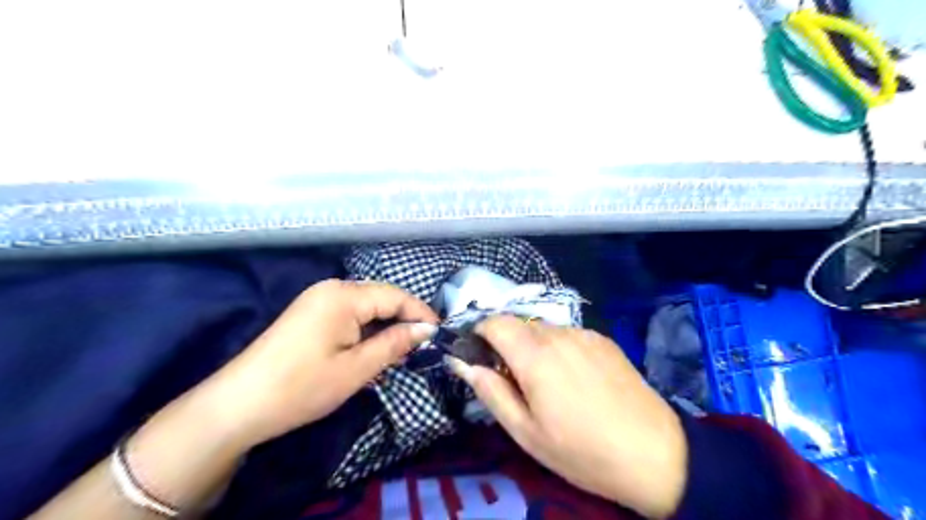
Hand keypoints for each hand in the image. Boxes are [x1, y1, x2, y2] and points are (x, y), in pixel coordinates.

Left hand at [212, 280, 438, 445]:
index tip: (440, 334)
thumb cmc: (301, 387)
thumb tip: (427, 330)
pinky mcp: (310, 313)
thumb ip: (394, 343)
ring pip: (366, 306)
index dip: (420, 313)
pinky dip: (367, 329)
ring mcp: (317, 299)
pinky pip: (349, 314)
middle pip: (381, 297)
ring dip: (386, 325)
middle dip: (404, 319)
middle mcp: (331, 288)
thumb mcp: (356, 369)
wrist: (238, 406)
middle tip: (423, 345)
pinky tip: (375, 347)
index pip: (395, 296)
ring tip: (403, 350)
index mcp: (344, 295)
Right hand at [445, 314, 689, 517]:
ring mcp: (584, 334)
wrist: (654, 453)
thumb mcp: (526, 432)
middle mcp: (558, 334)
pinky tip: (574, 379)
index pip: (495, 322)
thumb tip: (463, 363)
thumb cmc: (581, 450)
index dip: (480, 333)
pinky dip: (557, 348)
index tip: (479, 356)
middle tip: (513, 379)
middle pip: (518, 324)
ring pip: (543, 330)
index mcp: (535, 355)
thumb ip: (490, 391)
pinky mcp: (603, 340)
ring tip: (546, 383)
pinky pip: (568, 335)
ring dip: (533, 347)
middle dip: (506, 343)